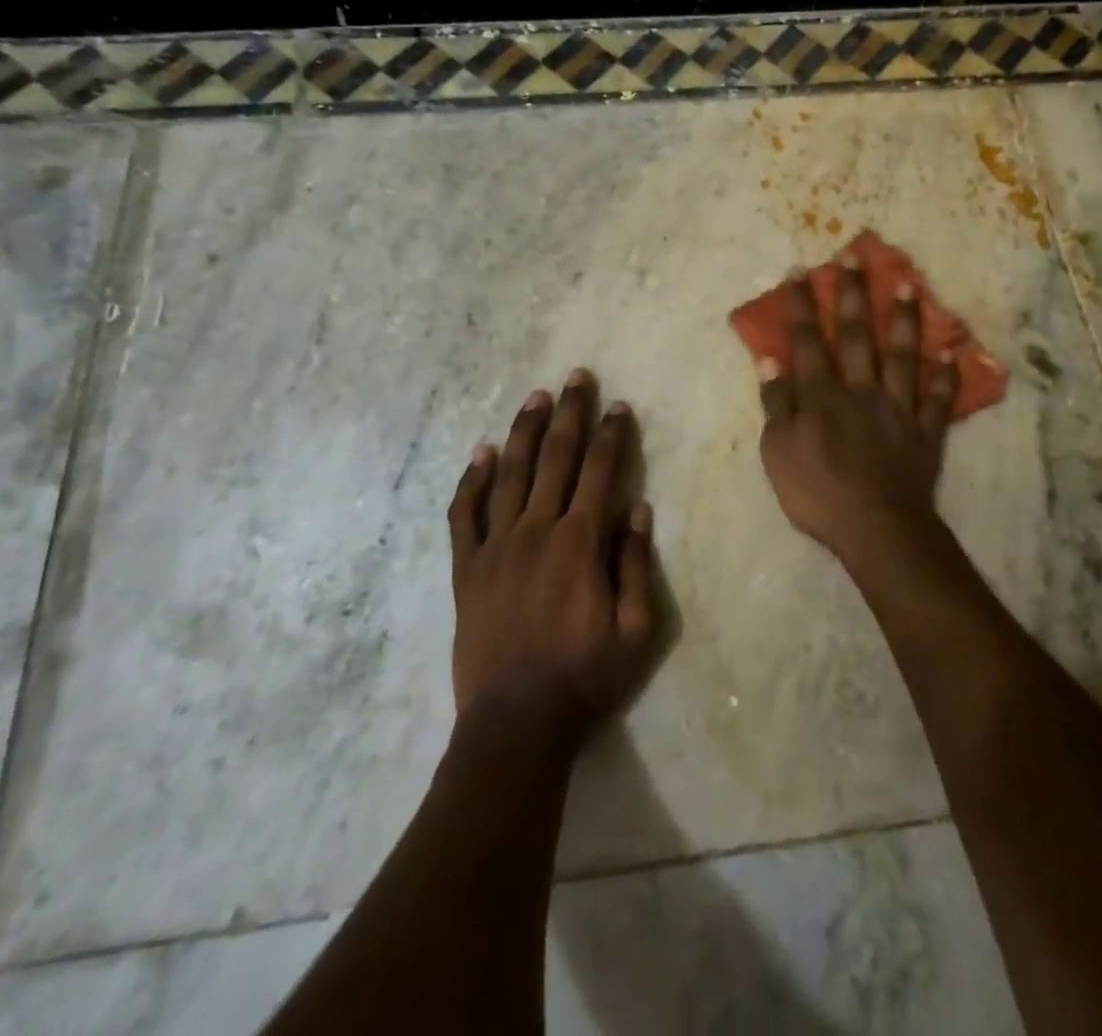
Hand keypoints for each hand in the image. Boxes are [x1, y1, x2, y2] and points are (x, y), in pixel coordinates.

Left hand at [447, 371, 657, 745]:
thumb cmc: (584, 678)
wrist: (515, 724)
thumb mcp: (635, 630)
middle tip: (577, 377)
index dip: (612, 436)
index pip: (600, 473)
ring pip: (510, 475)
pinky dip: (470, 481)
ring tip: (535, 397)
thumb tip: (638, 508)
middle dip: (570, 414)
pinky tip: (479, 453)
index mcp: (579, 543)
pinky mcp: (466, 569)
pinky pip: (464, 515)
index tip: (619, 406)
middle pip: (556, 459)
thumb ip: (634, 564)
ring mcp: (496, 547)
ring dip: (524, 432)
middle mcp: (536, 531)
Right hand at [757, 255, 959, 566]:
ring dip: (904, 319)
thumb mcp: (777, 451)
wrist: (875, 527)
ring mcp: (897, 407)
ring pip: (901, 354)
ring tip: (909, 284)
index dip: (802, 306)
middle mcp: (860, 389)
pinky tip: (953, 350)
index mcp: (821, 395)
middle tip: (855, 257)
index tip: (801, 271)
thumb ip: (776, 404)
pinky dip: (947, 375)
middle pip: (855, 335)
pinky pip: (939, 398)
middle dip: (852, 294)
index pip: (808, 341)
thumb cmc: (817, 492)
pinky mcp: (925, 430)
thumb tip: (770, 361)